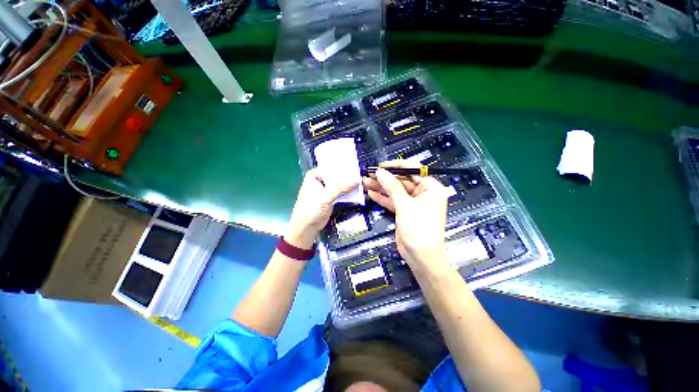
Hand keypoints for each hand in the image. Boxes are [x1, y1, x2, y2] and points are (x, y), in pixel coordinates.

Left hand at [286, 168, 358, 249]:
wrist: (307, 228)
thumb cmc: (311, 210)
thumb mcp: (326, 197)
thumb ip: (341, 188)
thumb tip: (357, 180)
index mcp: (314, 176)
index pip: (331, 168)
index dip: (342, 167)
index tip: (355, 166)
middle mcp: (319, 181)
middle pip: (336, 176)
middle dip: (347, 177)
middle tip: (360, 174)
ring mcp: (325, 190)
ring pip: (339, 185)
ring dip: (348, 185)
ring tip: (360, 181)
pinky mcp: (330, 198)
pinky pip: (340, 192)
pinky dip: (346, 192)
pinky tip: (356, 190)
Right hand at [363, 160, 449, 269]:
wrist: (421, 257)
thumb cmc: (419, 229)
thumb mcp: (405, 206)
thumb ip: (392, 187)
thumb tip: (380, 172)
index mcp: (431, 188)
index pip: (413, 170)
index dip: (396, 166)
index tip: (381, 166)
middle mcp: (423, 193)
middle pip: (402, 180)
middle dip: (385, 178)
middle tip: (369, 174)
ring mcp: (412, 202)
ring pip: (395, 191)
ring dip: (381, 187)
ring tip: (366, 181)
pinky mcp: (405, 211)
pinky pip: (393, 201)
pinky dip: (383, 197)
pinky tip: (371, 193)